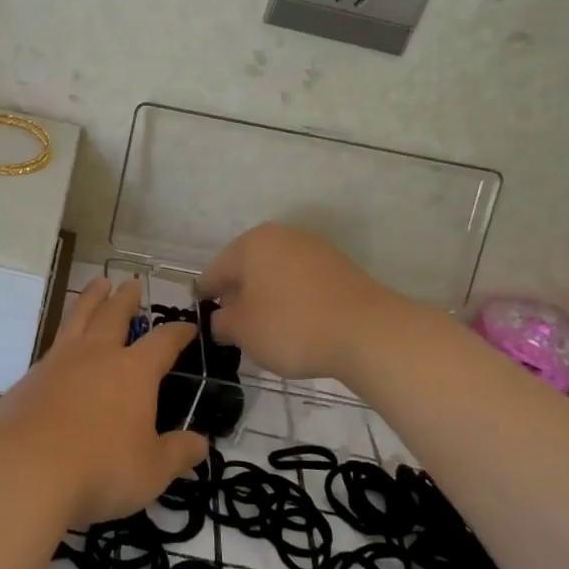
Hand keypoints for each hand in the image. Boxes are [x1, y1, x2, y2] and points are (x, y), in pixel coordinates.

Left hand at [0, 279, 210, 527]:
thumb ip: (178, 453)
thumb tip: (200, 443)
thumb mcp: (152, 470)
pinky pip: (53, 345)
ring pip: (79, 317)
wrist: (25, 469)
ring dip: (91, 298)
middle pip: (114, 315)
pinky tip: (63, 346)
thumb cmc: (100, 468)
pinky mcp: (30, 378)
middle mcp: (97, 355)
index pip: (163, 342)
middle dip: (126, 299)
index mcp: (133, 371)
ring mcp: (59, 362)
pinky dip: (64, 335)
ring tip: (98, 284)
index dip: (178, 333)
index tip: (188, 327)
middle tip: (131, 284)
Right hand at [199, 223, 397, 379]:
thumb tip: (222, 319)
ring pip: (276, 274)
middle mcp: (282, 236)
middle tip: (232, 325)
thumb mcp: (242, 331)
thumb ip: (222, 322)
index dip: (205, 295)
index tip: (201, 315)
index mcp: (251, 244)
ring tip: (264, 329)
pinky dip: (292, 300)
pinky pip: (302, 283)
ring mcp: (315, 249)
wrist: (367, 332)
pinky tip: (295, 324)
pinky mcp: (341, 268)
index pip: (215, 271)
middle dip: (238, 294)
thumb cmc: (291, 326)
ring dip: (266, 297)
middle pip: (248, 268)